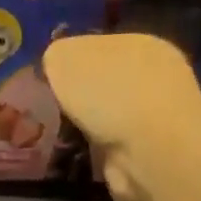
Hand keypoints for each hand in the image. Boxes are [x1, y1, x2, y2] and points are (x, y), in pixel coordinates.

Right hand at [43, 32, 200, 200]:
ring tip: (56, 137)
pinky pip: (113, 148)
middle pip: (106, 83)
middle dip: (81, 97)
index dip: (71, 63)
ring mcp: (155, 119)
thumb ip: (56, 57)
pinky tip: (75, 156)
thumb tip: (55, 67)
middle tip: (48, 110)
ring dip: (88, 127)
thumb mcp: (64, 58)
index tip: (46, 81)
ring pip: (110, 118)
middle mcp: (154, 78)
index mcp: (139, 44)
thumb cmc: (108, 91)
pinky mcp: (149, 155)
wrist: (149, 149)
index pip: (99, 47)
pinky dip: (96, 153)